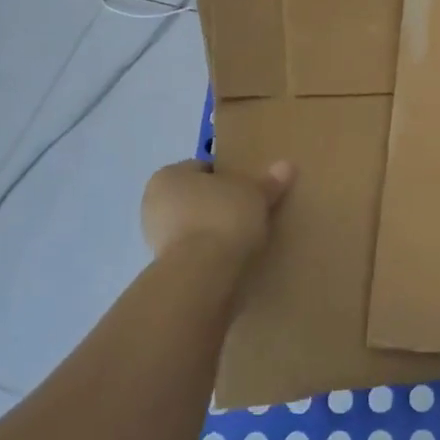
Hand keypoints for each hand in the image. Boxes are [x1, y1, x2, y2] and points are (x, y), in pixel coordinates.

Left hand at [141, 159, 294, 262]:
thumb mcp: (254, 194)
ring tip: (244, 237)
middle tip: (249, 211)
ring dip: (213, 230)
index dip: (228, 176)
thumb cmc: (223, 216)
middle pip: (196, 197)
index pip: (203, 168)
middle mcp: (153, 203)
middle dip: (219, 204)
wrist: (202, 272)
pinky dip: (209, 252)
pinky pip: (193, 251)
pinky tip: (232, 257)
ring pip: (193, 225)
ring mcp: (155, 237)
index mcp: (168, 175)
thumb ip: (268, 182)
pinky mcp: (164, 266)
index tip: (249, 189)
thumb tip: (286, 166)